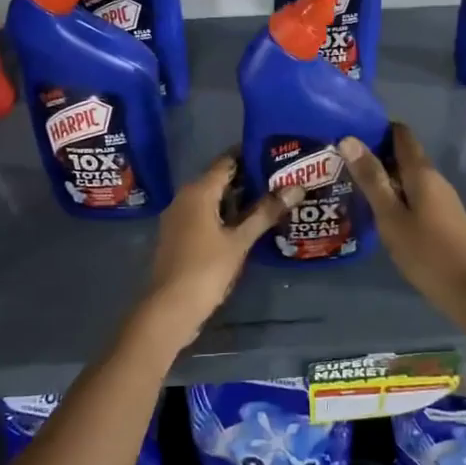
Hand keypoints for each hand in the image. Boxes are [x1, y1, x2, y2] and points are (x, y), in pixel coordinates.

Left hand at [131, 154, 300, 353]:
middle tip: (282, 179)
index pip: (227, 161)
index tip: (277, 155)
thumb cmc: (205, 270)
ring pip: (213, 199)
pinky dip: (226, 216)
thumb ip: (266, 212)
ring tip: (272, 200)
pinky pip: (205, 215)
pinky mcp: (180, 236)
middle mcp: (185, 197)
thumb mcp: (240, 241)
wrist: (169, 309)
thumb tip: (297, 187)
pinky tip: (248, 225)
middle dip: (249, 179)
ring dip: (239, 200)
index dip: (251, 156)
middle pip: (220, 179)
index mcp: (198, 191)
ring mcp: (179, 217)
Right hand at [340, 123, 465, 333]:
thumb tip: (349, 139)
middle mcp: (435, 178)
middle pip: (404, 154)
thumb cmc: (426, 252)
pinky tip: (378, 210)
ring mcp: (442, 199)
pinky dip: (395, 194)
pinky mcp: (443, 218)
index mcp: (422, 172)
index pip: (401, 133)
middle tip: (341, 162)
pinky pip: (415, 194)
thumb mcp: (391, 216)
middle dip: (376, 154)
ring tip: (352, 185)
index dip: (377, 128)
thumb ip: (371, 179)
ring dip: (384, 177)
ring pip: (409, 176)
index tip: (349, 132)